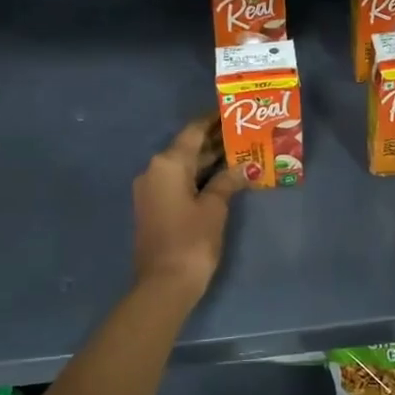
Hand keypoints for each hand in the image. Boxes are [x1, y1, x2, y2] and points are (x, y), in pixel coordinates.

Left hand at [132, 117, 245, 297]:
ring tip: (239, 151)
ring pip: (183, 166)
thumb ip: (227, 181)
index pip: (193, 131)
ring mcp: (151, 190)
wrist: (163, 284)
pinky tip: (221, 178)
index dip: (212, 119)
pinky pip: (178, 182)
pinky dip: (198, 177)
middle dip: (214, 140)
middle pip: (187, 147)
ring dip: (208, 160)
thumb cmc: (191, 241)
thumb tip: (242, 168)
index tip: (232, 110)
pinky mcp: (154, 207)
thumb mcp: (214, 208)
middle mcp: (154, 170)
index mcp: (168, 163)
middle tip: (243, 132)